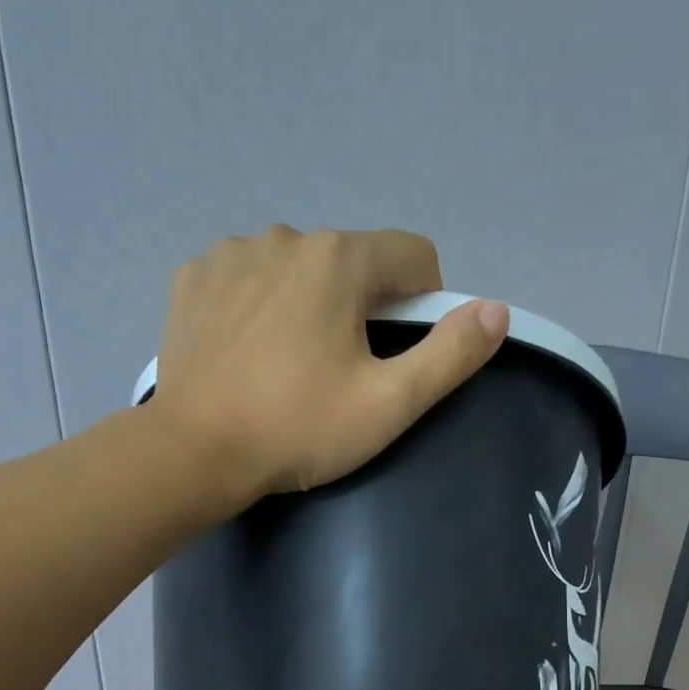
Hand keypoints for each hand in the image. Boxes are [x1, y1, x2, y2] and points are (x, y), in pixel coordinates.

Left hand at [151, 225, 509, 497]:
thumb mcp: (388, 404)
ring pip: (297, 270)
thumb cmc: (297, 429)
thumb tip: (495, 311)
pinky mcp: (193, 280)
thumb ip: (449, 355)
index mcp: (338, 259)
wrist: (194, 452)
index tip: (400, 355)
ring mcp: (231, 253)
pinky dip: (258, 307)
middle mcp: (285, 236)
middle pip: (352, 264)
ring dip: (308, 306)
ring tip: (289, 369)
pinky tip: (248, 354)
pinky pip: (246, 279)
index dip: (425, 305)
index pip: (413, 256)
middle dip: (361, 310)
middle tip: (341, 376)